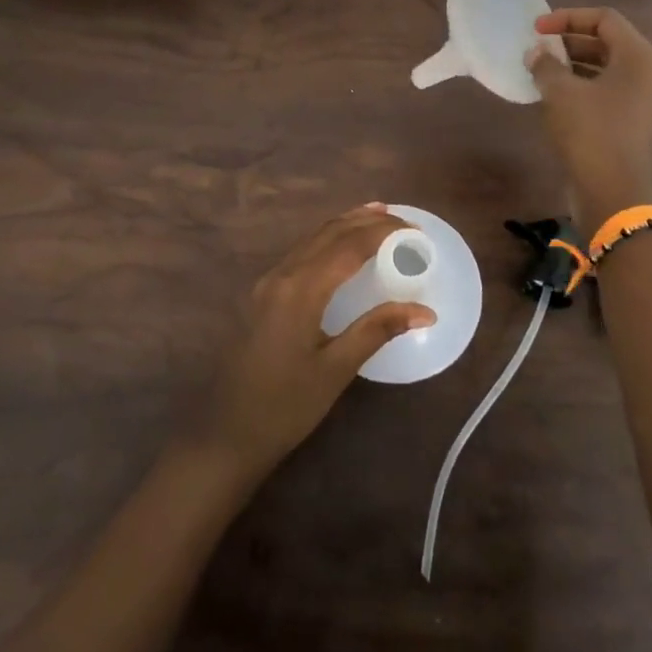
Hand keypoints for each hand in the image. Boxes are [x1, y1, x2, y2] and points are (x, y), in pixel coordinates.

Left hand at [198, 204, 435, 475]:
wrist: (225, 434)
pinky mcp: (262, 295)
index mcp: (301, 289)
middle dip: (365, 220)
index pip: (349, 245)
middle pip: (328, 233)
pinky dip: (327, 241)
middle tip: (400, 218)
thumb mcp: (336, 370)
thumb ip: (377, 331)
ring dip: (345, 225)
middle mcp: (282, 275)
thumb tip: (425, 311)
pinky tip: (340, 249)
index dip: (384, 232)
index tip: (415, 230)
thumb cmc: (285, 407)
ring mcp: (267, 283)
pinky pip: (300, 253)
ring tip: (375, 217)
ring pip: (312, 239)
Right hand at [526, 7, 651, 229]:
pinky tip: (554, 97)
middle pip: (607, 42)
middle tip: (538, 49)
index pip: (604, 19)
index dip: (568, 18)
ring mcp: (642, 100)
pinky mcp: (632, 122)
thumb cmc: (589, 131)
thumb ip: (546, 66)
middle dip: (569, 42)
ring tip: (541, 71)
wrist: (612, 190)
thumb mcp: (560, 92)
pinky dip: (581, 87)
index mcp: (638, 57)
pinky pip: (606, 91)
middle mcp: (647, 74)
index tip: (537, 29)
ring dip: (573, 65)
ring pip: (605, 69)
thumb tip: (536, 55)